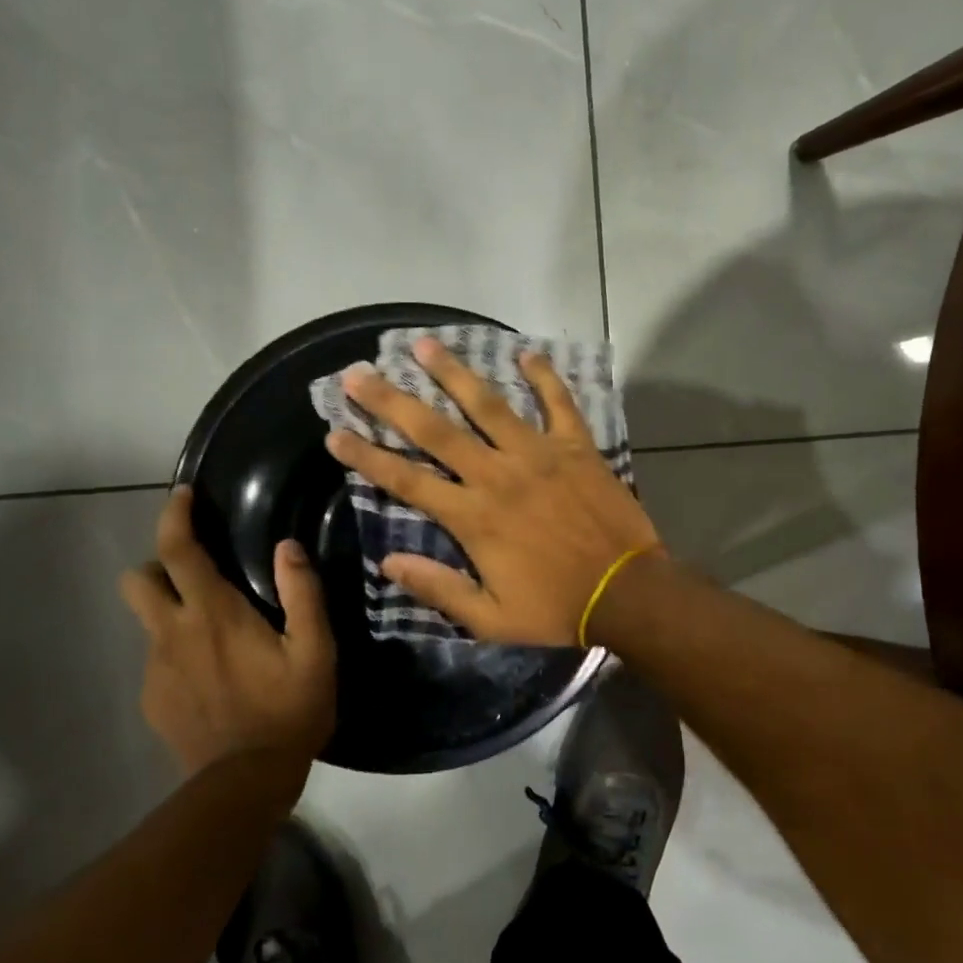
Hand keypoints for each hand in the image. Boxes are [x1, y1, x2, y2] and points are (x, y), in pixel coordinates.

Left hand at [119, 487, 336, 776]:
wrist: (244, 784)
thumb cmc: (289, 710)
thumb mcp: (316, 651)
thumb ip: (303, 594)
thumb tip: (287, 547)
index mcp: (214, 614)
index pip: (179, 550)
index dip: (175, 515)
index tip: (183, 495)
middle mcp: (174, 633)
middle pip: (138, 580)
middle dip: (159, 567)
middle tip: (197, 576)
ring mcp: (157, 669)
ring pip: (148, 621)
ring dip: (172, 613)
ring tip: (213, 634)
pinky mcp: (153, 700)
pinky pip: (158, 660)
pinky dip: (178, 653)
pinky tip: (211, 678)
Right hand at [324, 337, 661, 644]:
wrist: (626, 593)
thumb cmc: (555, 607)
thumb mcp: (490, 618)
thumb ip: (438, 588)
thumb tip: (387, 562)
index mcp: (473, 516)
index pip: (406, 480)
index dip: (367, 456)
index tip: (335, 433)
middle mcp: (497, 474)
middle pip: (435, 430)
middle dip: (392, 401)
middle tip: (359, 373)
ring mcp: (539, 454)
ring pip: (488, 404)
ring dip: (454, 373)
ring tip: (424, 344)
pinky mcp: (576, 446)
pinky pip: (558, 402)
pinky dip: (544, 376)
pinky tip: (526, 352)